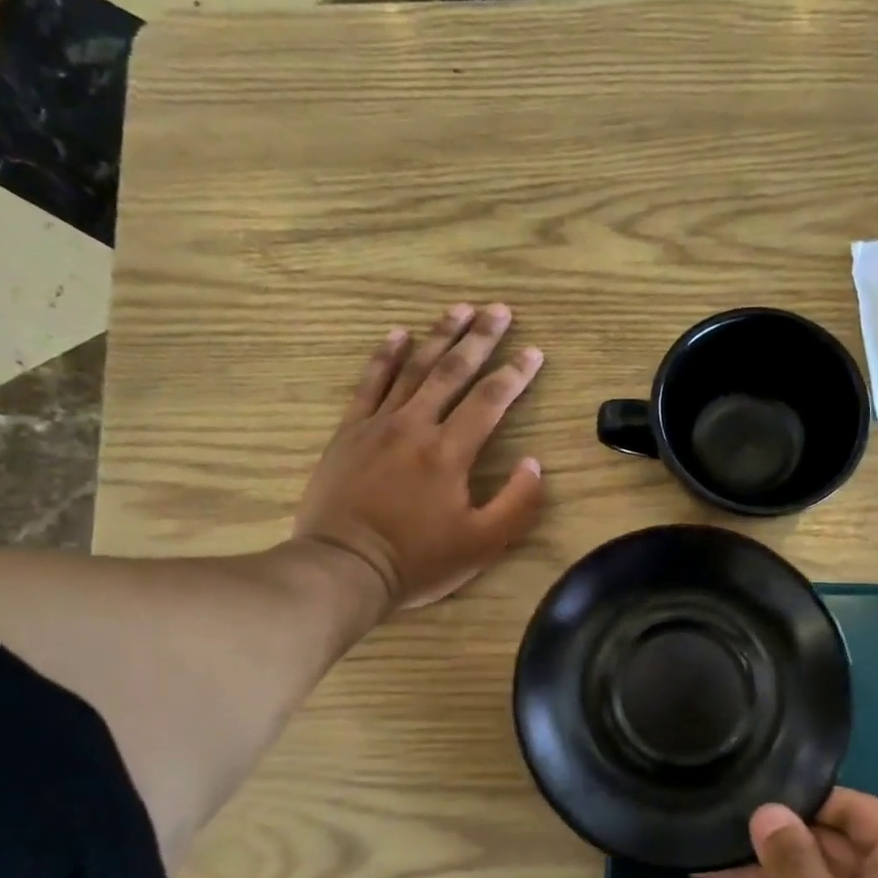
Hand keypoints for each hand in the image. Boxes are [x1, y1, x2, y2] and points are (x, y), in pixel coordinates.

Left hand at [295, 304, 545, 609]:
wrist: (343, 568)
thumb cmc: (418, 560)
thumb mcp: (483, 544)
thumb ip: (517, 502)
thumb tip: (533, 463)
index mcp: (450, 452)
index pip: (490, 400)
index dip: (515, 374)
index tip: (534, 351)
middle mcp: (416, 426)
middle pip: (452, 371)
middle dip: (480, 338)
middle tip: (499, 309)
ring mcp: (378, 425)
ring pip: (413, 369)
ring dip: (438, 336)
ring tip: (459, 309)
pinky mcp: (349, 433)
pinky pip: (369, 384)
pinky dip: (384, 356)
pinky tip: (397, 334)